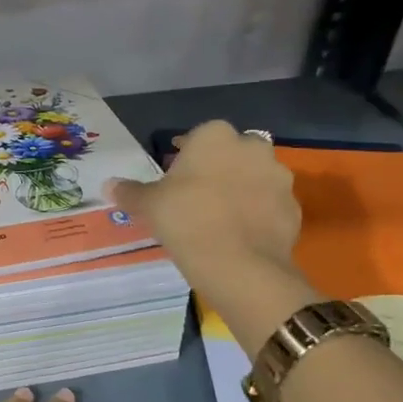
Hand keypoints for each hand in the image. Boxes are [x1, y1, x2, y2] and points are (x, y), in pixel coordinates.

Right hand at [106, 122, 318, 350]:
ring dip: (241, 190)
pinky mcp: (294, 207)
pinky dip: (258, 214)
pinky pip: (270, 205)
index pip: (197, 137)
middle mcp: (252, 148)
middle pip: (230, 153)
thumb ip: (130, 192)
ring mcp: (278, 177)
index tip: (174, 178)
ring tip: (219, 218)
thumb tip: (108, 184)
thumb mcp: (149, 205)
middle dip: (217, 168)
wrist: (239, 265)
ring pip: (254, 177)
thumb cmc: (186, 220)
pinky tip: (240, 235)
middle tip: (196, 196)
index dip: (184, 157)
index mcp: (214, 136)